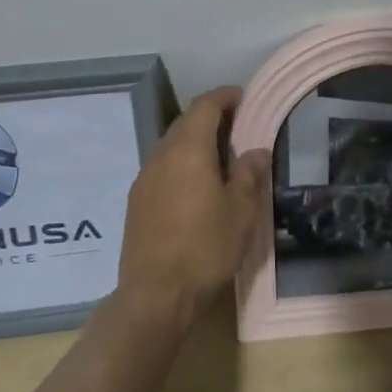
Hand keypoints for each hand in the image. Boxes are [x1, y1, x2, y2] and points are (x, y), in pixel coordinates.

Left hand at [115, 86, 270, 330]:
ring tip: (220, 156)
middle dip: (210, 117)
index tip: (243, 96)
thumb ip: (249, 174)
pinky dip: (181, 163)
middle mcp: (161, 156)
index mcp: (188, 150)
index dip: (224, 96)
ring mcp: (144, 178)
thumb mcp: (241, 212)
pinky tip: (196, 185)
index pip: (204, 106)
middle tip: (237, 126)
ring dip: (194, 141)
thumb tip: (255, 150)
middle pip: (185, 122)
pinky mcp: (137, 201)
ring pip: (171, 145)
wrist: (156, 294)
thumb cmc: (206, 248)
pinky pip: (162, 167)